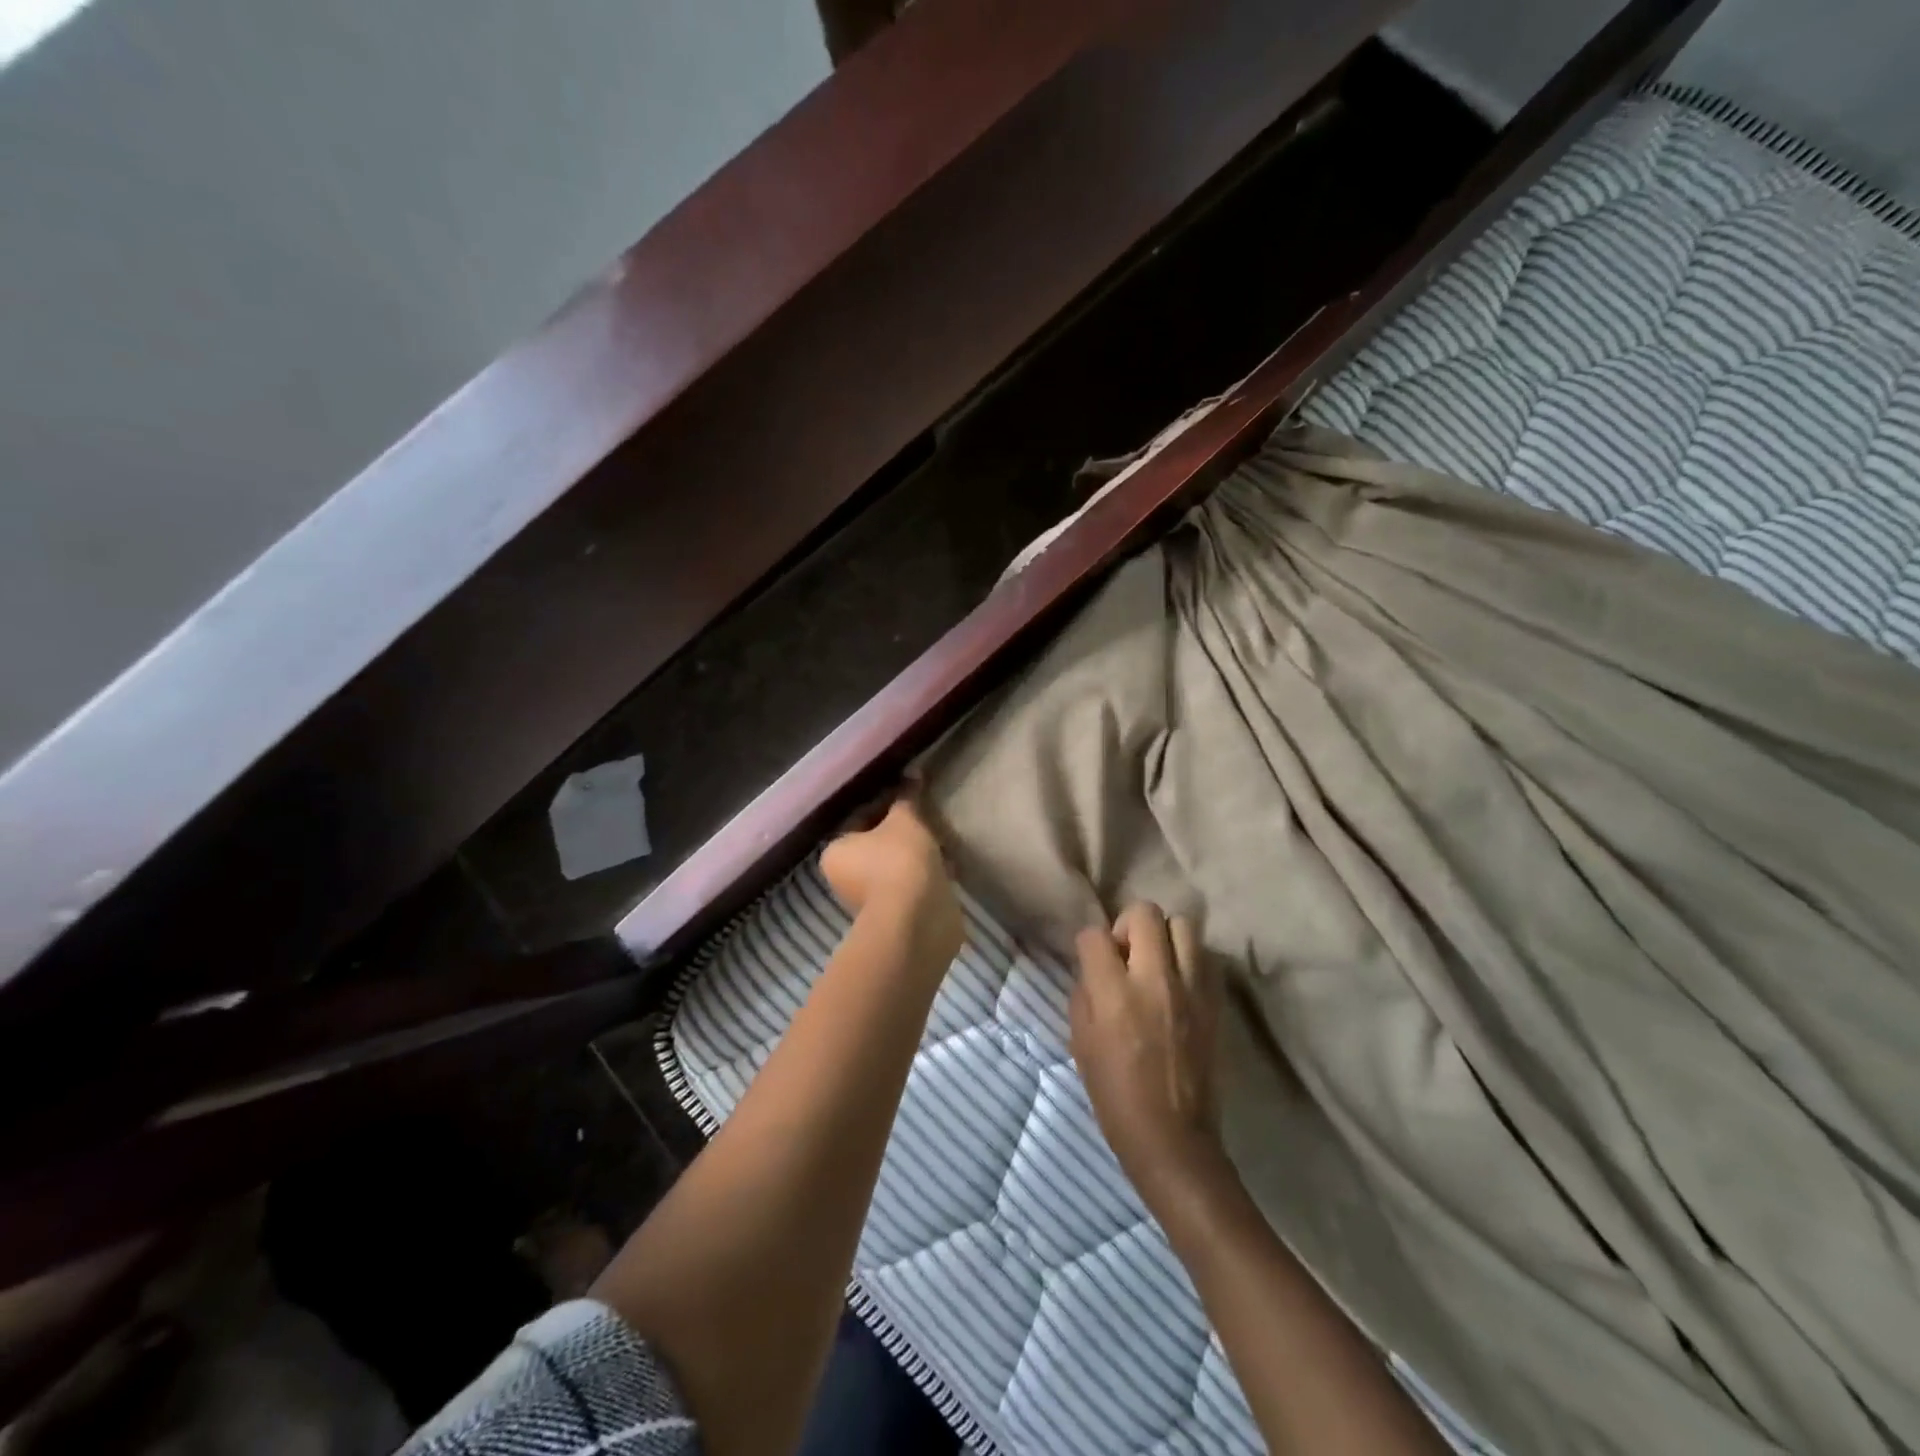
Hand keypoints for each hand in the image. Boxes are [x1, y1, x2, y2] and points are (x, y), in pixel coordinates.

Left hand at [821, 798, 963, 962]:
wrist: (917, 920)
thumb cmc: (899, 861)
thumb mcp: (905, 820)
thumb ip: (907, 797)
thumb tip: (913, 774)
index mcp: (836, 852)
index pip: (860, 817)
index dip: (887, 801)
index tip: (912, 794)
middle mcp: (846, 878)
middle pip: (878, 843)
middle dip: (904, 830)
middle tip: (928, 816)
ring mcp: (871, 899)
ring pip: (897, 865)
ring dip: (918, 853)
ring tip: (943, 840)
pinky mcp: (897, 914)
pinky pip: (912, 885)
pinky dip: (928, 875)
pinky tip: (948, 865)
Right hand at [1071, 903, 1223, 1202]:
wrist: (1173, 1139)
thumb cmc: (1115, 1096)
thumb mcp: (1081, 1043)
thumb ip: (1085, 994)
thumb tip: (1095, 968)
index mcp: (1115, 993)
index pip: (1095, 935)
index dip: (1089, 945)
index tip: (1092, 963)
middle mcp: (1156, 980)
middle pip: (1145, 913)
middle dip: (1128, 926)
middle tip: (1125, 956)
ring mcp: (1192, 989)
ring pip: (1183, 924)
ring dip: (1164, 937)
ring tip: (1156, 964)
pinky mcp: (1216, 1002)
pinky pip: (1205, 956)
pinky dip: (1190, 959)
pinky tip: (1179, 983)